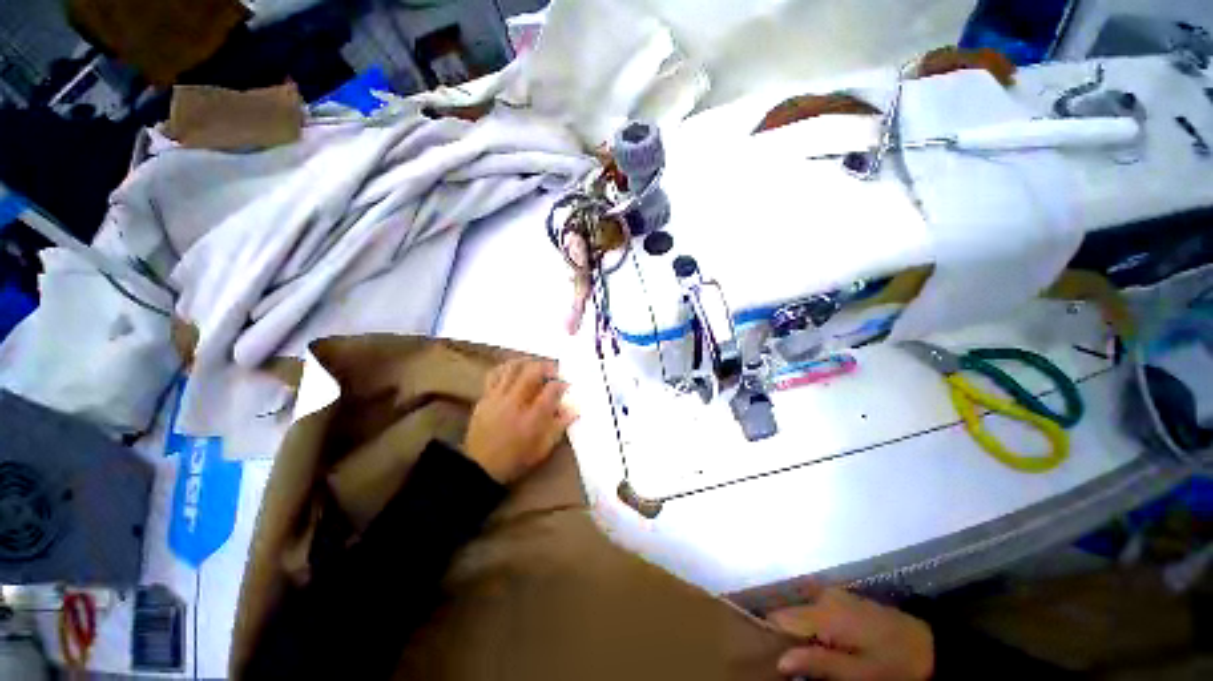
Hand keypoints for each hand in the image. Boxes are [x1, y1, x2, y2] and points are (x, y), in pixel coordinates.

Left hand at [463, 359, 576, 483]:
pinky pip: (494, 375)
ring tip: (533, 366)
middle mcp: (516, 401)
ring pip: (512, 368)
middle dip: (546, 367)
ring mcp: (498, 397)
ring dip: (526, 363)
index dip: (562, 384)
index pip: (552, 389)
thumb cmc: (515, 459)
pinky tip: (512, 372)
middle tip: (553, 371)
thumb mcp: (543, 448)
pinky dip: (506, 369)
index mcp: (533, 416)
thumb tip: (573, 410)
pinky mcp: (484, 398)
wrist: (479, 468)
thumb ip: (559, 427)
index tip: (566, 385)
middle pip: (533, 371)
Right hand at [768, 586, 933, 680]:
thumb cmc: (891, 664)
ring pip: (802, 611)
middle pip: (790, 613)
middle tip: (793, 663)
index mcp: (824, 613)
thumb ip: (818, 663)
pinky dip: (812, 626)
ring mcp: (834, 595)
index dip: (771, 635)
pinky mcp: (843, 599)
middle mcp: (823, 596)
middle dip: (786, 636)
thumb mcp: (857, 674)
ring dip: (800, 632)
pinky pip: (815, 609)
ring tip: (808, 657)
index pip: (780, 618)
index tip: (769, 656)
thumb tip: (779, 660)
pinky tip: (822, 644)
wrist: (928, 647)